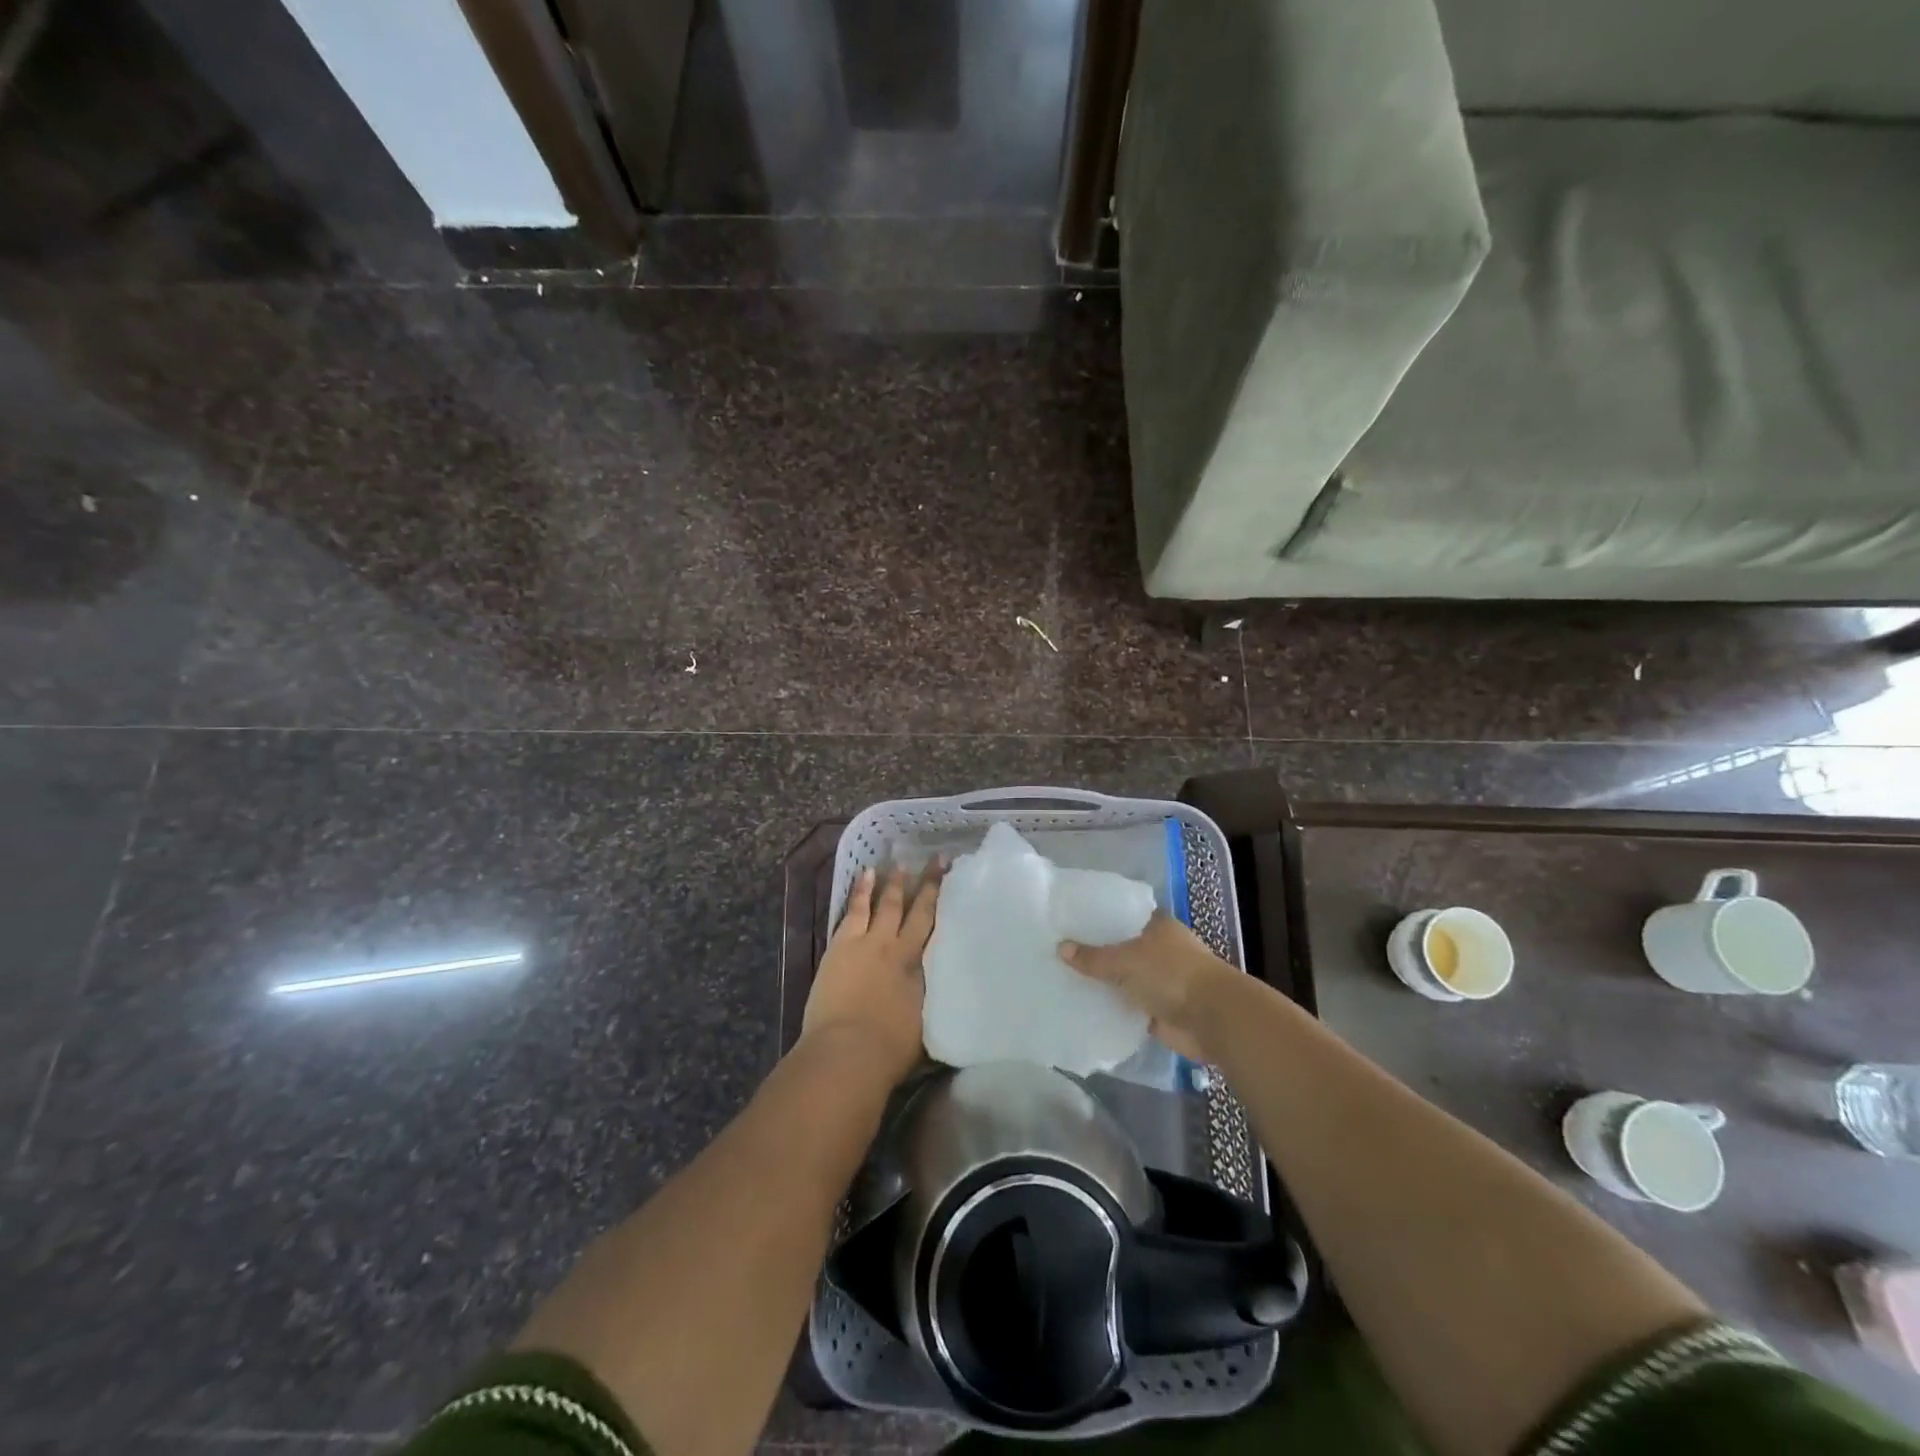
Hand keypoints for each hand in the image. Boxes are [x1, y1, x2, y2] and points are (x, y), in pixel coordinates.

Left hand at [803, 865, 940, 1084]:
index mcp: (922, 968)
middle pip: (916, 909)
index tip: (952, 879)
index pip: (936, 927)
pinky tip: (864, 875)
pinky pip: (854, 910)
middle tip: (935, 859)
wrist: (849, 1052)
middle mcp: (899, 948)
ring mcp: (868, 943)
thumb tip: (942, 996)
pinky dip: (860, 891)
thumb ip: (929, 1002)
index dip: (943, 901)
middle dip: (927, 883)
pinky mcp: (841, 945)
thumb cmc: (890, 1051)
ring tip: (898, 863)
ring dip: (892, 883)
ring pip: (885, 904)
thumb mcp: (924, 1026)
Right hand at [1059, 914, 1238, 1061]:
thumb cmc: (1171, 974)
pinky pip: (1128, 1006)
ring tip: (1064, 979)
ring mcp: (1160, 981)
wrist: (1212, 1019)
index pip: (1122, 916)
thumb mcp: (1126, 960)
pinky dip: (1112, 1008)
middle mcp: (1159, 949)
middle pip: (1121, 948)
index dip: (1098, 919)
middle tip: (1058, 952)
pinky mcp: (1159, 1010)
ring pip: (1124, 979)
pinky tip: (1084, 1006)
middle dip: (1096, 953)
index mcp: (1157, 926)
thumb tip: (1060, 948)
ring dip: (1104, 983)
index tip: (1069, 923)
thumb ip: (1093, 957)